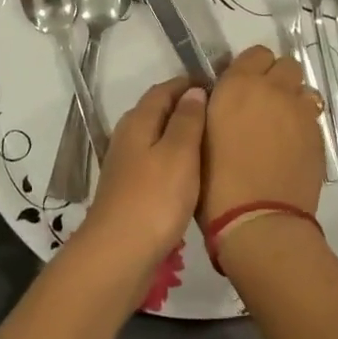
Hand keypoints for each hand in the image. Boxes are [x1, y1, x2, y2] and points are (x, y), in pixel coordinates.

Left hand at [73, 77, 206, 294]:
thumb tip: (193, 91)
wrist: (119, 254)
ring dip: (179, 133)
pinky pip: (155, 161)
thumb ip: (187, 120)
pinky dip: (174, 157)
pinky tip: (191, 172)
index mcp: (138, 121)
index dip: (188, 84)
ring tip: (211, 139)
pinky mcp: (130, 190)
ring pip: (155, 137)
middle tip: (218, 110)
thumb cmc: (154, 199)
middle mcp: (127, 137)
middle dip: (184, 106)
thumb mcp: (179, 154)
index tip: (216, 84)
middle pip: (157, 111)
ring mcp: (125, 165)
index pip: (163, 90)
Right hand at [200, 45, 326, 228]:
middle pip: (287, 65)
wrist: (258, 220)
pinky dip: (303, 125)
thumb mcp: (200, 134)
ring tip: (281, 125)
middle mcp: (275, 89)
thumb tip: (220, 96)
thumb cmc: (215, 180)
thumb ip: (214, 106)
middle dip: (277, 78)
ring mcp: (301, 113)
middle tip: (262, 103)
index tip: (241, 86)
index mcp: (239, 84)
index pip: (256, 53)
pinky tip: (291, 147)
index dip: (250, 68)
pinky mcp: (319, 137)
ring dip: (293, 100)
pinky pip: (312, 118)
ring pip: (304, 90)